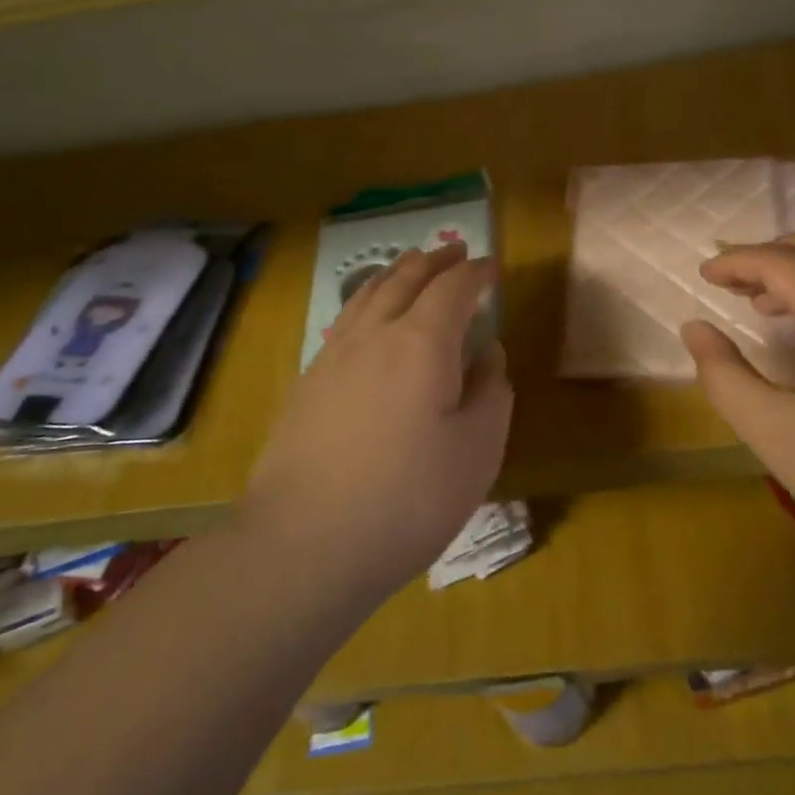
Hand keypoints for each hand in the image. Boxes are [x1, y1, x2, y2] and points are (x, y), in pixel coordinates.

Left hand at [244, 242, 511, 601]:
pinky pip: (344, 322)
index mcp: (421, 343)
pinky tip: (366, 318)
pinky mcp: (306, 385)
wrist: (303, 544)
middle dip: (433, 261)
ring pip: (367, 294)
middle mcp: (374, 335)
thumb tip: (488, 354)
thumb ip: (491, 393)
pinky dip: (365, 302)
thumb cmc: (407, 499)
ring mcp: (332, 357)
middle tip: (453, 250)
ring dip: (395, 273)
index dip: (475, 272)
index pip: (453, 288)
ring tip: (410, 265)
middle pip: (404, 279)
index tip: (491, 266)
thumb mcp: (477, 452)